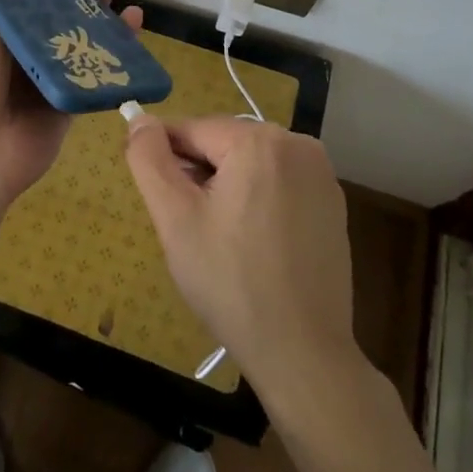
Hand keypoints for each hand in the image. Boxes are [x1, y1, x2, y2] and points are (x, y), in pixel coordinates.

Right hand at [124, 113, 356, 394]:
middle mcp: (297, 144)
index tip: (158, 199)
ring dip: (226, 185)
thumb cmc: (230, 282)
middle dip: (199, 174)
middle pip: (224, 144)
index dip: (166, 160)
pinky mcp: (333, 203)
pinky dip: (256, 199)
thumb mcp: (175, 218)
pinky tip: (250, 243)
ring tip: (218, 237)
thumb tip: (139, 119)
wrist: (302, 353)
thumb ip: (149, 159)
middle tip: (187, 225)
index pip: (192, 130)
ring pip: (250, 162)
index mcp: (259, 140)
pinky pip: (278, 182)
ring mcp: (321, 173)